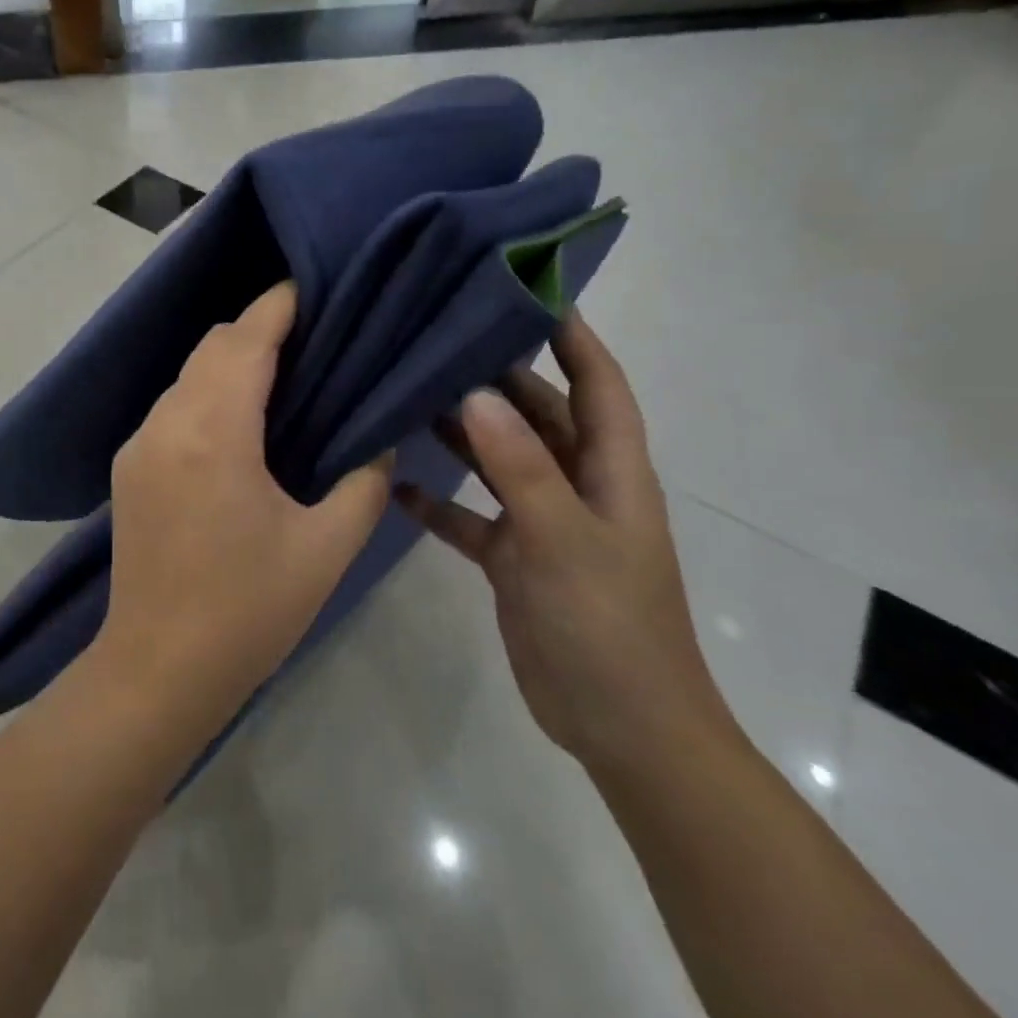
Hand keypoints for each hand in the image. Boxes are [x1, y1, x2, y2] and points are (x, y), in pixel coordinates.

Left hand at [96, 281, 394, 725]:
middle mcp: (167, 423)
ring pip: (188, 375)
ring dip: (230, 363)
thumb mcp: (326, 548)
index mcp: (214, 432)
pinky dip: (207, 394)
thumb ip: (364, 482)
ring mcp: (139, 444)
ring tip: (282, 378)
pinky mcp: (128, 468)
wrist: (158, 669)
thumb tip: (379, 441)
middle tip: (311, 339)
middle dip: (258, 330)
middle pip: (212, 347)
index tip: (311, 288)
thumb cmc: (248, 610)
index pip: (246, 341)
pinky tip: (239, 424)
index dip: (278, 306)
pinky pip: (173, 407)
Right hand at [396, 314, 730, 775]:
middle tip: (439, 337)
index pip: (596, 382)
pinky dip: (440, 500)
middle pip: (537, 413)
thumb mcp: (564, 539)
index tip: (527, 290)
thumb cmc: (609, 625)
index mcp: (611, 470)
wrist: (620, 728)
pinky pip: (471, 515)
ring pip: (498, 460)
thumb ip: (519, 466)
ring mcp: (543, 521)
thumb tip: (476, 394)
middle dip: (497, 376)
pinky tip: (398, 485)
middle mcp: (577, 484)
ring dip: (461, 432)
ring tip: (407, 396)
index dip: (571, 334)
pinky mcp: (514, 558)